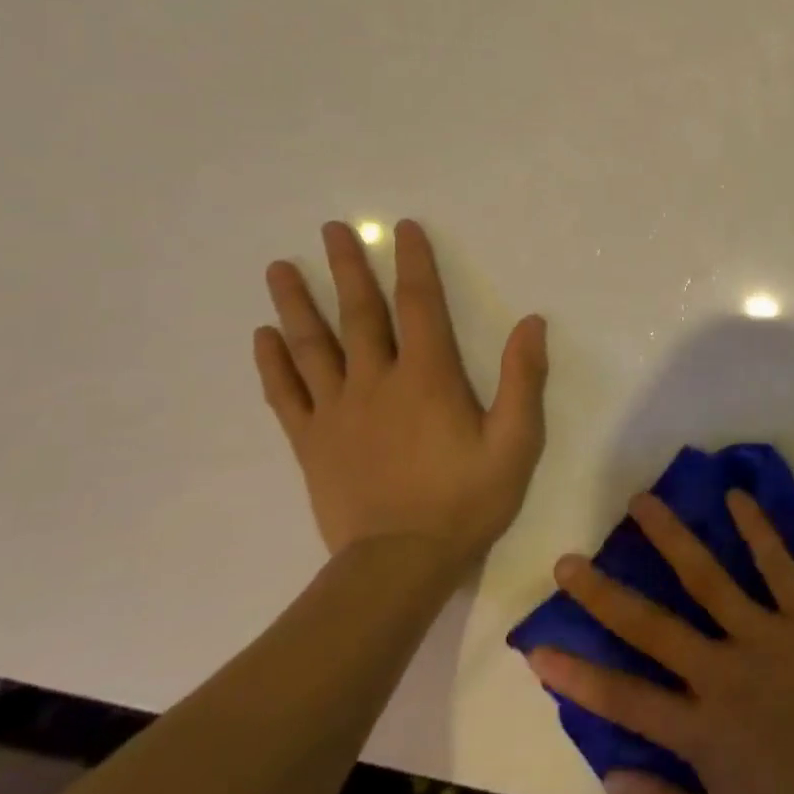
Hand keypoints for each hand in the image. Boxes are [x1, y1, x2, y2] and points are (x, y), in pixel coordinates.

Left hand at [253, 219, 547, 564]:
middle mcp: (376, 381)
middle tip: (330, 229)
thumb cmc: (466, 499)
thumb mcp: (516, 441)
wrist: (399, 564)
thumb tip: (532, 322)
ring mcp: (337, 412)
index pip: (420, 304)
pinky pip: (286, 394)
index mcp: (428, 377)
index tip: (401, 229)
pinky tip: (262, 337)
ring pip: (312, 346)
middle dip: (347, 268)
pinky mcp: (311, 443)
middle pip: (359, 314)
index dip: (413, 263)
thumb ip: (524, 379)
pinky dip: (272, 364)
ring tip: (280, 268)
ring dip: (296, 304)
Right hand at [525, 491, 793, 793]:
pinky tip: (735, 496)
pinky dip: (756, 528)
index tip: (535, 646)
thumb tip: (608, 773)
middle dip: (604, 593)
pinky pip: (778, 563)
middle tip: (569, 560)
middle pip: (652, 625)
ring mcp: (768, 634)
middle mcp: (724, 672)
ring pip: (708, 577)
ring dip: (671, 537)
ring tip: (642, 502)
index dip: (576, 673)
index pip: (622, 698)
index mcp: (702, 731)